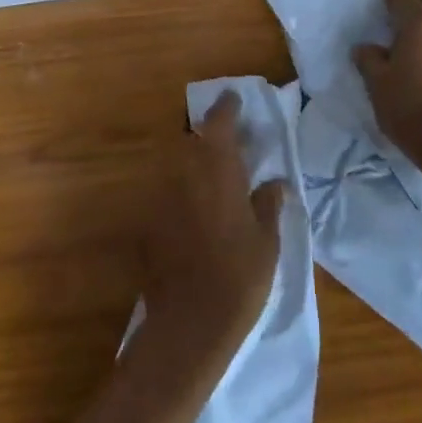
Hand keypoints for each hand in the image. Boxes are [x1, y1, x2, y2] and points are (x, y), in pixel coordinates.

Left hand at [138, 92, 285, 368]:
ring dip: (195, 163)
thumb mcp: (267, 241)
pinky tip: (196, 213)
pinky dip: (181, 192)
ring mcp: (161, 196)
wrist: (188, 324)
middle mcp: (184, 173)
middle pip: (193, 139)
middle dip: (210, 135)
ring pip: (178, 164)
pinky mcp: (148, 221)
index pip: (219, 122)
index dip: (227, 107)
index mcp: (217, 169)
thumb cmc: (238, 278)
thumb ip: (268, 204)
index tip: (234, 98)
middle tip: (231, 144)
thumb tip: (274, 182)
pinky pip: (167, 192)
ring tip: (215, 178)